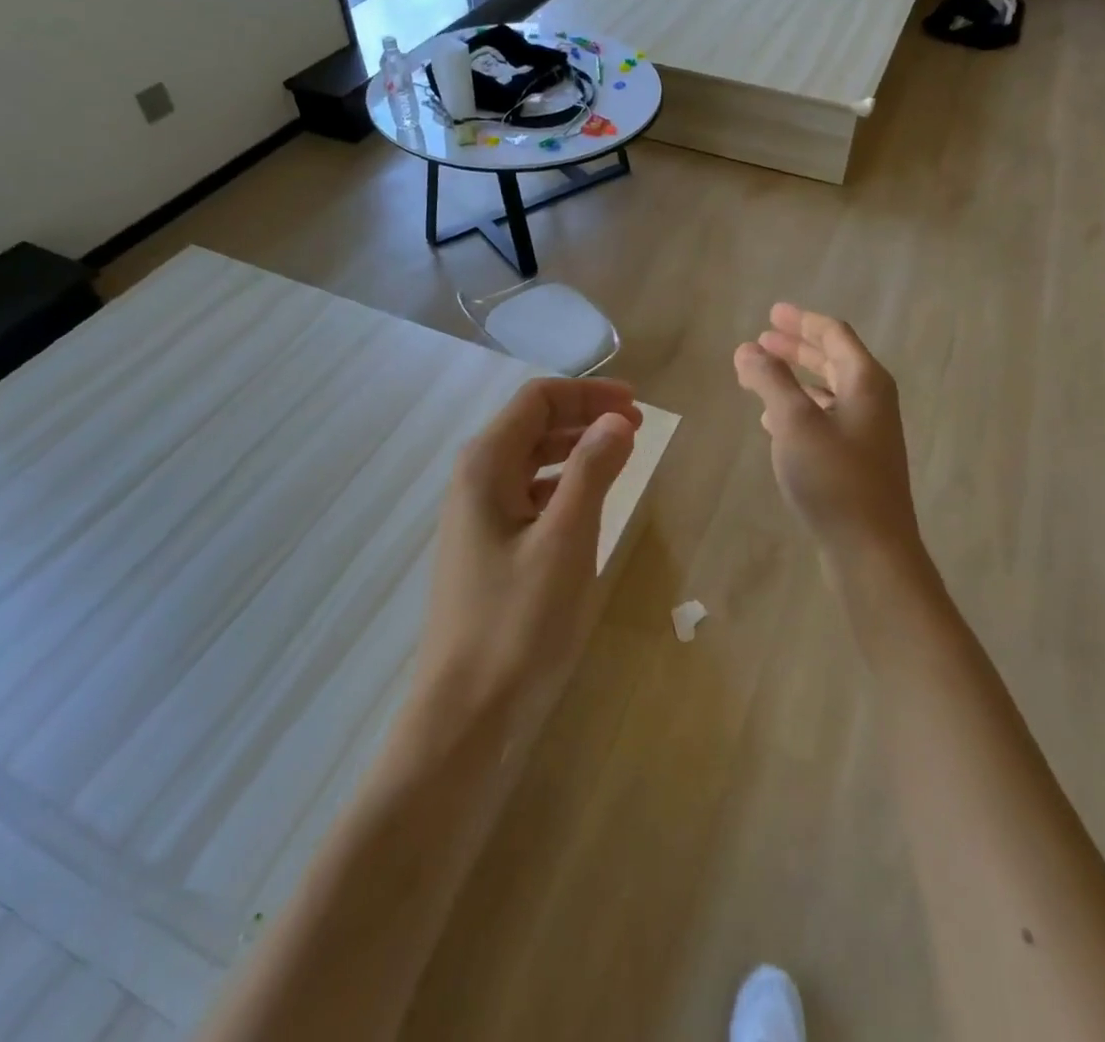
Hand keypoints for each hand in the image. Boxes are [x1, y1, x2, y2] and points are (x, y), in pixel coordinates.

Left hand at [415, 378, 640, 717]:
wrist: (466, 712)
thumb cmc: (518, 621)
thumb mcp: (565, 538)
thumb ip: (592, 470)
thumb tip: (616, 418)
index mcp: (485, 465)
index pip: (538, 399)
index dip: (588, 392)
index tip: (637, 404)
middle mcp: (474, 479)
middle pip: (532, 423)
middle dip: (585, 415)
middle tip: (638, 425)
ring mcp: (477, 514)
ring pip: (531, 458)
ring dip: (576, 447)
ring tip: (621, 453)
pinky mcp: (487, 545)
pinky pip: (529, 493)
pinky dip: (563, 482)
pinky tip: (588, 499)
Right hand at [734, 304, 922, 563]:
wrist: (871, 549)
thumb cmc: (834, 478)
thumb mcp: (794, 422)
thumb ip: (769, 380)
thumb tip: (746, 348)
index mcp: (865, 381)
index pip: (833, 334)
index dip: (801, 321)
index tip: (771, 313)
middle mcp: (871, 400)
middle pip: (832, 359)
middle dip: (796, 347)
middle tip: (762, 338)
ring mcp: (867, 432)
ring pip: (827, 390)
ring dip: (794, 378)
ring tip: (760, 374)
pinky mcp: (857, 460)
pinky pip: (825, 418)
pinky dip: (800, 409)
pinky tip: (773, 420)